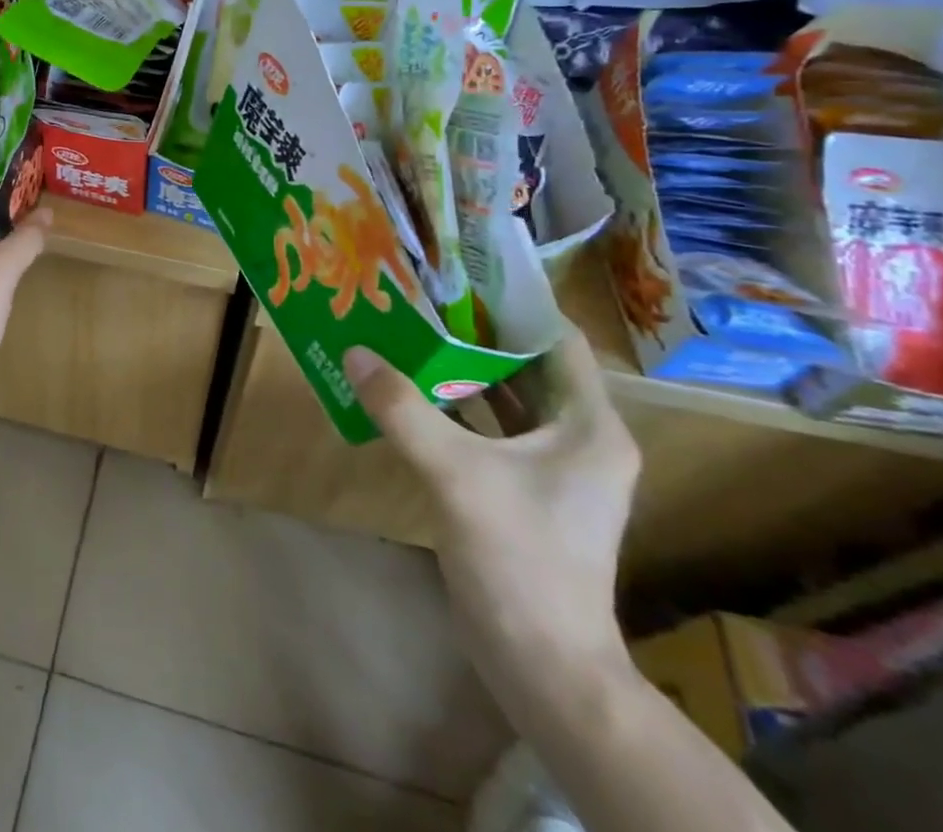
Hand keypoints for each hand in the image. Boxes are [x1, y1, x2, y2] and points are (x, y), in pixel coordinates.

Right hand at [343, 331, 639, 678]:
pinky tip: (410, 391)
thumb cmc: (520, 561)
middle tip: (421, 297)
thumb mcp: (455, 476)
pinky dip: (456, 408)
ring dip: (462, 369)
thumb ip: (403, 410)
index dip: (514, 304)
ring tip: (409, 331)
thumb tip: (354, 351)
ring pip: (506, 398)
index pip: (557, 340)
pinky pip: (489, 431)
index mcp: (588, 426)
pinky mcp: (523, 492)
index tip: (460, 273)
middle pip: (527, 366)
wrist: (543, 668)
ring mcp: (550, 469)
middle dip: (476, 332)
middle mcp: (577, 439)